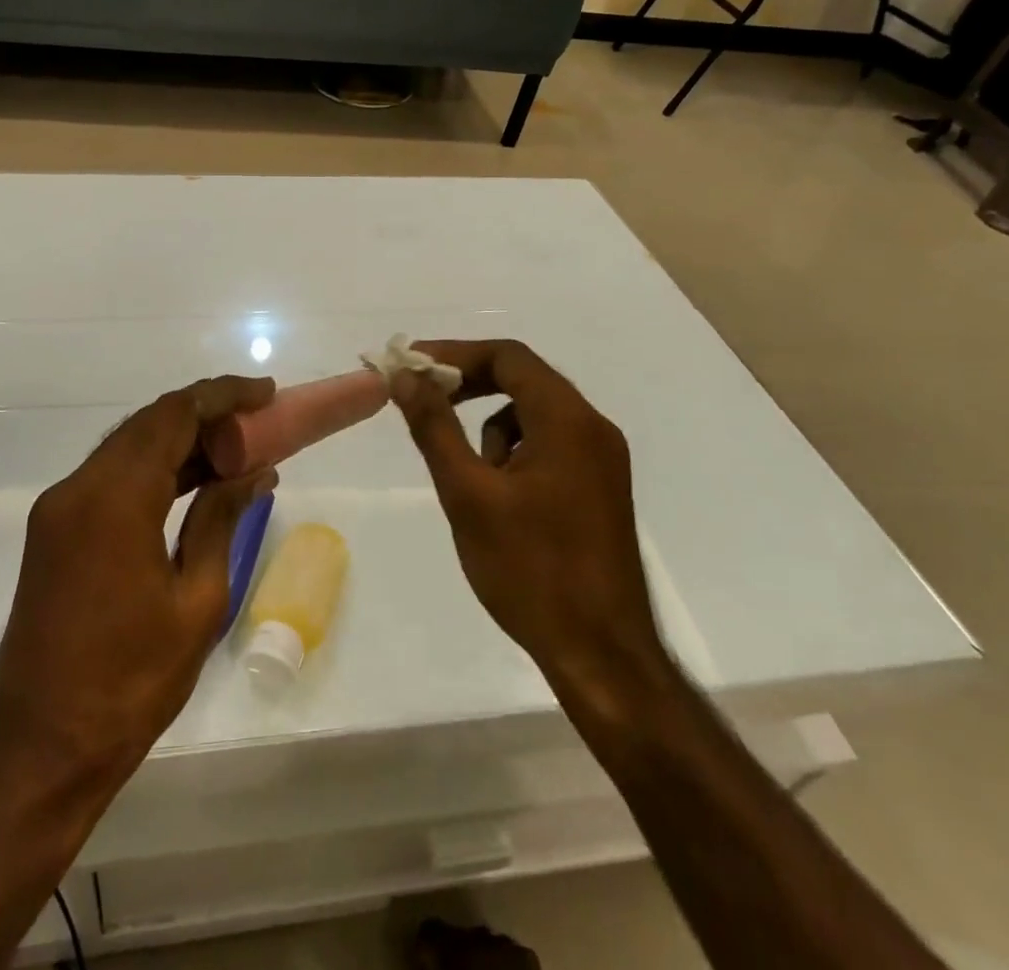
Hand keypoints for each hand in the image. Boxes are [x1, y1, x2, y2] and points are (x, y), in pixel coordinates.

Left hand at [0, 376, 277, 798]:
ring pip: (129, 446)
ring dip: (180, 440)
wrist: (38, 751)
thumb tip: (254, 472)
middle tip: (258, 422)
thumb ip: (221, 520)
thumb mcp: (197, 601)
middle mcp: (78, 488)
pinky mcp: (54, 531)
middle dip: (205, 413)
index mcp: (114, 499)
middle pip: (149, 423)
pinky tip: (193, 482)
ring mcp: (60, 508)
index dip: (222, 395)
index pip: (174, 415)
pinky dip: (154, 469)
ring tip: (236, 450)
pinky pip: (111, 477)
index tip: (266, 393)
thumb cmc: (129, 683)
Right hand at [389, 341, 665, 701]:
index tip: (412, 366)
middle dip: (468, 385)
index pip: (508, 356)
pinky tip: (499, 499)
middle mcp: (592, 428)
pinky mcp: (599, 488)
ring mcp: (601, 460)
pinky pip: (549, 445)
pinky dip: (514, 452)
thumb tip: (407, 377)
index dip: (455, 353)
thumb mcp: (468, 494)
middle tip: (422, 400)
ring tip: (468, 477)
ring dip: (491, 426)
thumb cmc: (530, 570)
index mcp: (568, 420)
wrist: (602, 656)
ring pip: (534, 415)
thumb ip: (435, 427)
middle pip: (523, 379)